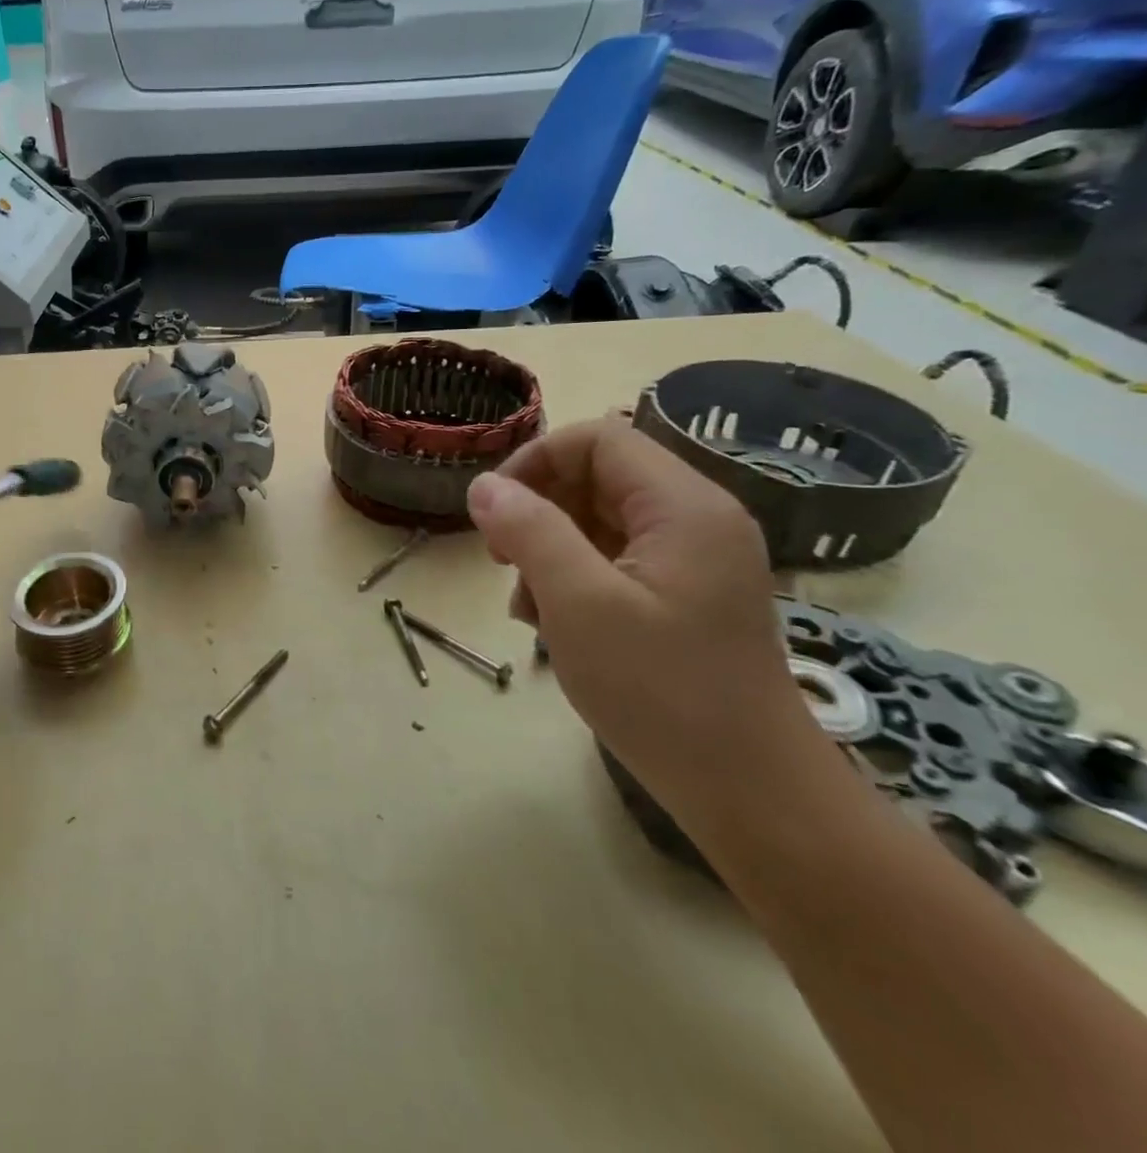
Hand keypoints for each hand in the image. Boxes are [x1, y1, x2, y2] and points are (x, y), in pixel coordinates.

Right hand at [466, 418, 830, 826]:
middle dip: (538, 512)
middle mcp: (696, 520)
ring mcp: (694, 560)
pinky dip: (574, 580)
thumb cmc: (662, 693)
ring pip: (598, 520)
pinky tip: (555, 626)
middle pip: (596, 477)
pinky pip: (615, 559)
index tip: (493, 513)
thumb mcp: (578, 604)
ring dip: (550, 551)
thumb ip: (528, 531)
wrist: (751, 795)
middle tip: (503, 563)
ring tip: (528, 608)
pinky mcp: (686, 596)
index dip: (535, 462)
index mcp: (684, 507)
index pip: (597, 439)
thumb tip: (483, 486)